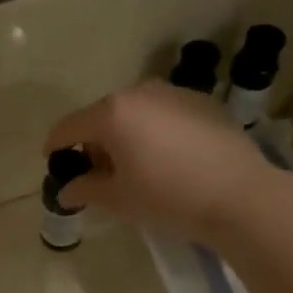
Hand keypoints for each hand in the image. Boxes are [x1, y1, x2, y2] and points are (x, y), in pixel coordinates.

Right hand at [44, 82, 276, 242]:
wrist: (241, 197)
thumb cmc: (167, 198)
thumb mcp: (118, 199)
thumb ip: (85, 189)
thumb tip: (66, 191)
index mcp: (112, 113)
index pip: (68, 127)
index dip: (55, 145)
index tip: (52, 161)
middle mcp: (140, 93)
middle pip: (102, 116)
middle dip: (95, 142)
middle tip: (99, 174)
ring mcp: (174, 93)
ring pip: (135, 112)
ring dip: (126, 135)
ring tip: (136, 167)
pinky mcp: (203, 103)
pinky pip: (164, 114)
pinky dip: (155, 131)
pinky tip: (168, 160)